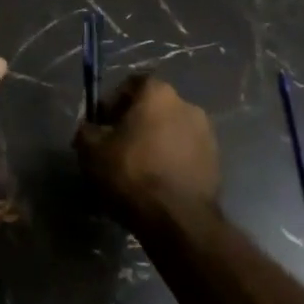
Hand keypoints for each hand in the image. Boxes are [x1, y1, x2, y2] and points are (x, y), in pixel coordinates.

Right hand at [74, 75, 219, 223]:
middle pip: (153, 107)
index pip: (131, 83)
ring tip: (137, 169)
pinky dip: (170, 161)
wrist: (178, 220)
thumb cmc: (131, 173)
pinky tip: (156, 183)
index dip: (112, 102)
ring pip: (170, 131)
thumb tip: (90, 129)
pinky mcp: (216, 162)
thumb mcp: (90, 149)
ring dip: (154, 143)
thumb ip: (86, 130)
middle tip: (116, 148)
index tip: (101, 125)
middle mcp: (187, 105)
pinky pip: (185, 153)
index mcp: (158, 93)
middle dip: (134, 123)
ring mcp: (207, 134)